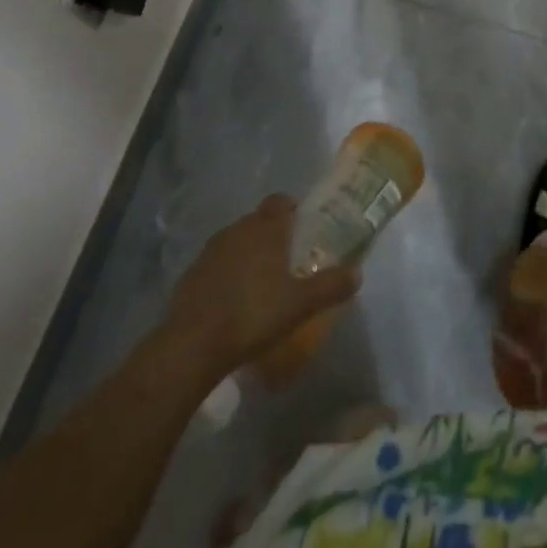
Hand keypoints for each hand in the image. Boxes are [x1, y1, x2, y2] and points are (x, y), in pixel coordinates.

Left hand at [164, 195, 359, 376]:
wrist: (191, 346)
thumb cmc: (253, 314)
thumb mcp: (300, 304)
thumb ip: (330, 286)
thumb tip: (357, 274)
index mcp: (265, 228)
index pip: (281, 201)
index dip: (292, 211)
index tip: (302, 230)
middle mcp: (237, 229)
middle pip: (258, 221)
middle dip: (272, 236)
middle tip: (286, 262)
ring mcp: (210, 251)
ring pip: (236, 242)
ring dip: (247, 255)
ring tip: (260, 284)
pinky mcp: (190, 275)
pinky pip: (216, 265)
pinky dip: (226, 275)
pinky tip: (232, 302)